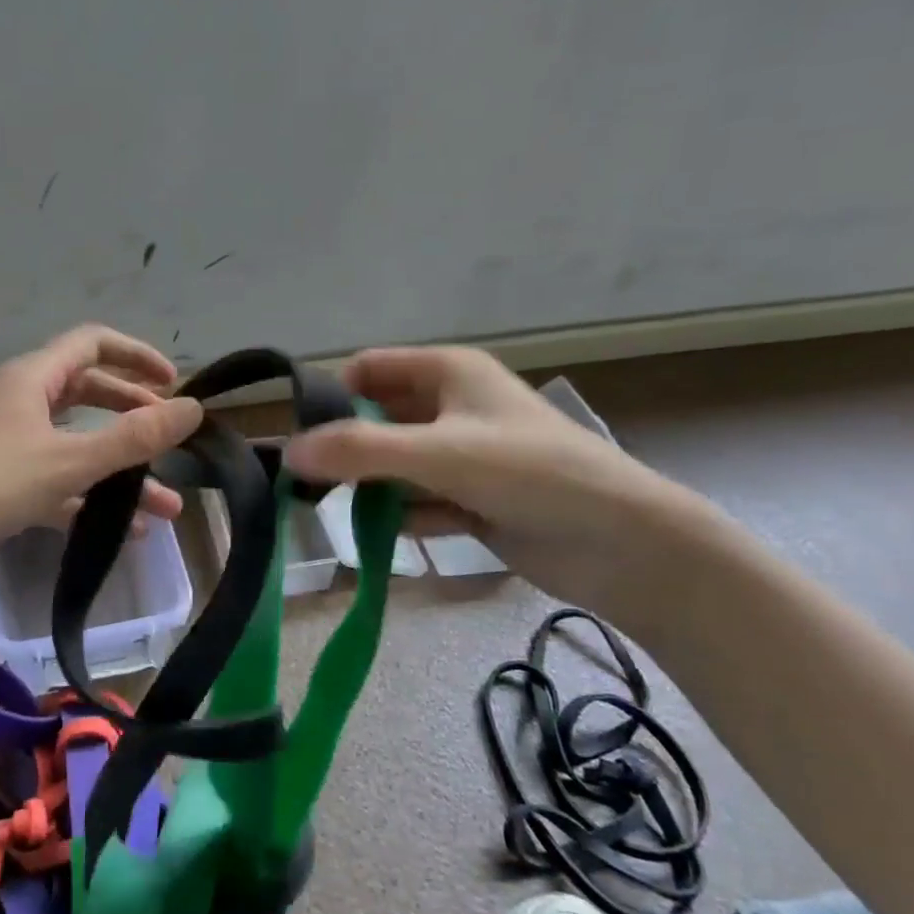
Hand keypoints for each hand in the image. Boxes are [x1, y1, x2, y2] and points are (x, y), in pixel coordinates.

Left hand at [0, 326, 202, 603]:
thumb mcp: (69, 460)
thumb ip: (134, 437)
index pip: (93, 344)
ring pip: (74, 445)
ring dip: (118, 470)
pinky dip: (88, 498)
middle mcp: (18, 403)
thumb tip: (193, 408)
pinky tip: (121, 530)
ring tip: (164, 506)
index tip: (174, 383)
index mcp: (31, 379)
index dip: (136, 356)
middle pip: (87, 394)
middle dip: (133, 416)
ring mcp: (5, 446)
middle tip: (170, 441)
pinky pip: (55, 482)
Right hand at [284, 347, 716, 615]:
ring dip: (370, 485)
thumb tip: (287, 452)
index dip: (332, 395)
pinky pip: (420, 502)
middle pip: (378, 418)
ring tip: (334, 511)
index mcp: (447, 373)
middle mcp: (452, 407)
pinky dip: (402, 516)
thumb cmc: (530, 473)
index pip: (369, 369)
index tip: (300, 436)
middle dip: (345, 447)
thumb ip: (359, 450)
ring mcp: (464, 456)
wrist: (626, 545)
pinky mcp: (474, 500)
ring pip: (397, 463)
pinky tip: (385, 536)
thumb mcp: (438, 453)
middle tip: (307, 482)